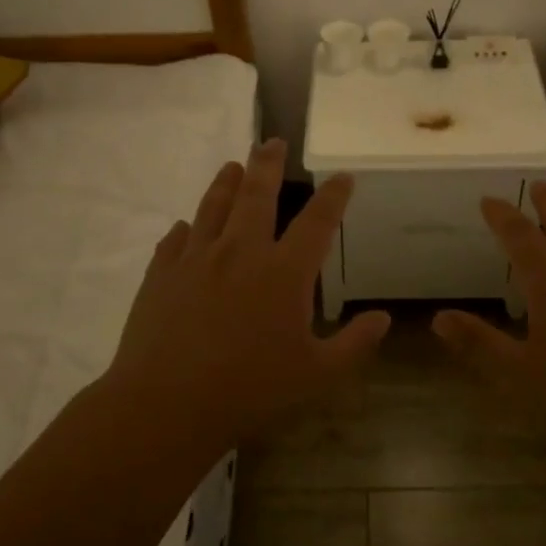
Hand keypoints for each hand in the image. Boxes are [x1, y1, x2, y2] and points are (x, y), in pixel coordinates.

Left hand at [104, 139, 389, 449]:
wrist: (167, 403)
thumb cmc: (250, 389)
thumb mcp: (316, 374)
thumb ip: (353, 344)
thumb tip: (383, 318)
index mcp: (284, 272)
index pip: (317, 221)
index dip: (334, 196)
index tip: (343, 176)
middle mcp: (241, 252)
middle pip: (257, 194)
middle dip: (268, 164)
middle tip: (272, 141)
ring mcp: (197, 258)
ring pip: (214, 206)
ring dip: (226, 182)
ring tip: (233, 165)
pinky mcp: (162, 273)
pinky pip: (175, 240)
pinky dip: (186, 229)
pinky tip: (186, 226)